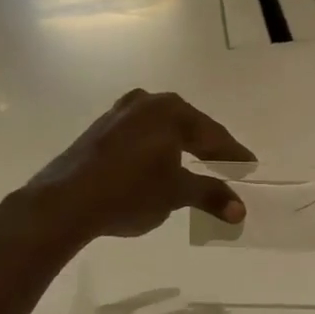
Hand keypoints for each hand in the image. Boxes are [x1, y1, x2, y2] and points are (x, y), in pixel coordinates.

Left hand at [22, 90, 253, 243]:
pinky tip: (158, 162)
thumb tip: (240, 210)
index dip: (232, 154)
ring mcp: (120, 113)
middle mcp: (147, 103)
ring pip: (162, 128)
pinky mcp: (100, 128)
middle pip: (188, 126)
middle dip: (207, 146)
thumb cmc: (129, 192)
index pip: (213, 135)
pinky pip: (140, 134)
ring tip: (195, 162)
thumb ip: (210, 195)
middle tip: (227, 163)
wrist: (64, 202)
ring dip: (180, 145)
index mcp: (171, 112)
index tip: (249, 165)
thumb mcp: (175, 194)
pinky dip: (156, 148)